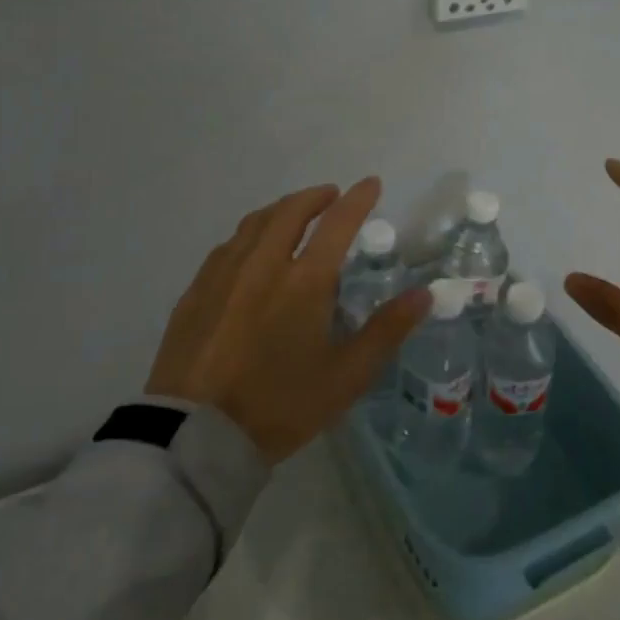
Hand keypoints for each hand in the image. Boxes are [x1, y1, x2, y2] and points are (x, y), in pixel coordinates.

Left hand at [145, 177, 429, 462]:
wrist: (195, 436)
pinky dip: (250, 233)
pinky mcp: (195, 292)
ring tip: (293, 213)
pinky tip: (250, 248)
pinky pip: (228, 246)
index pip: (337, 223)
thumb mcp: (346, 376)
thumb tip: (424, 294)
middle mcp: (263, 265)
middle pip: (290, 211)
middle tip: (331, 195)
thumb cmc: (280, 405)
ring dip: (281, 209)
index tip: (371, 184)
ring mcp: (223, 275)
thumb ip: (387, 330)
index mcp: (304, 281)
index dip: (358, 199)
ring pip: (255, 223)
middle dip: (315, 196)